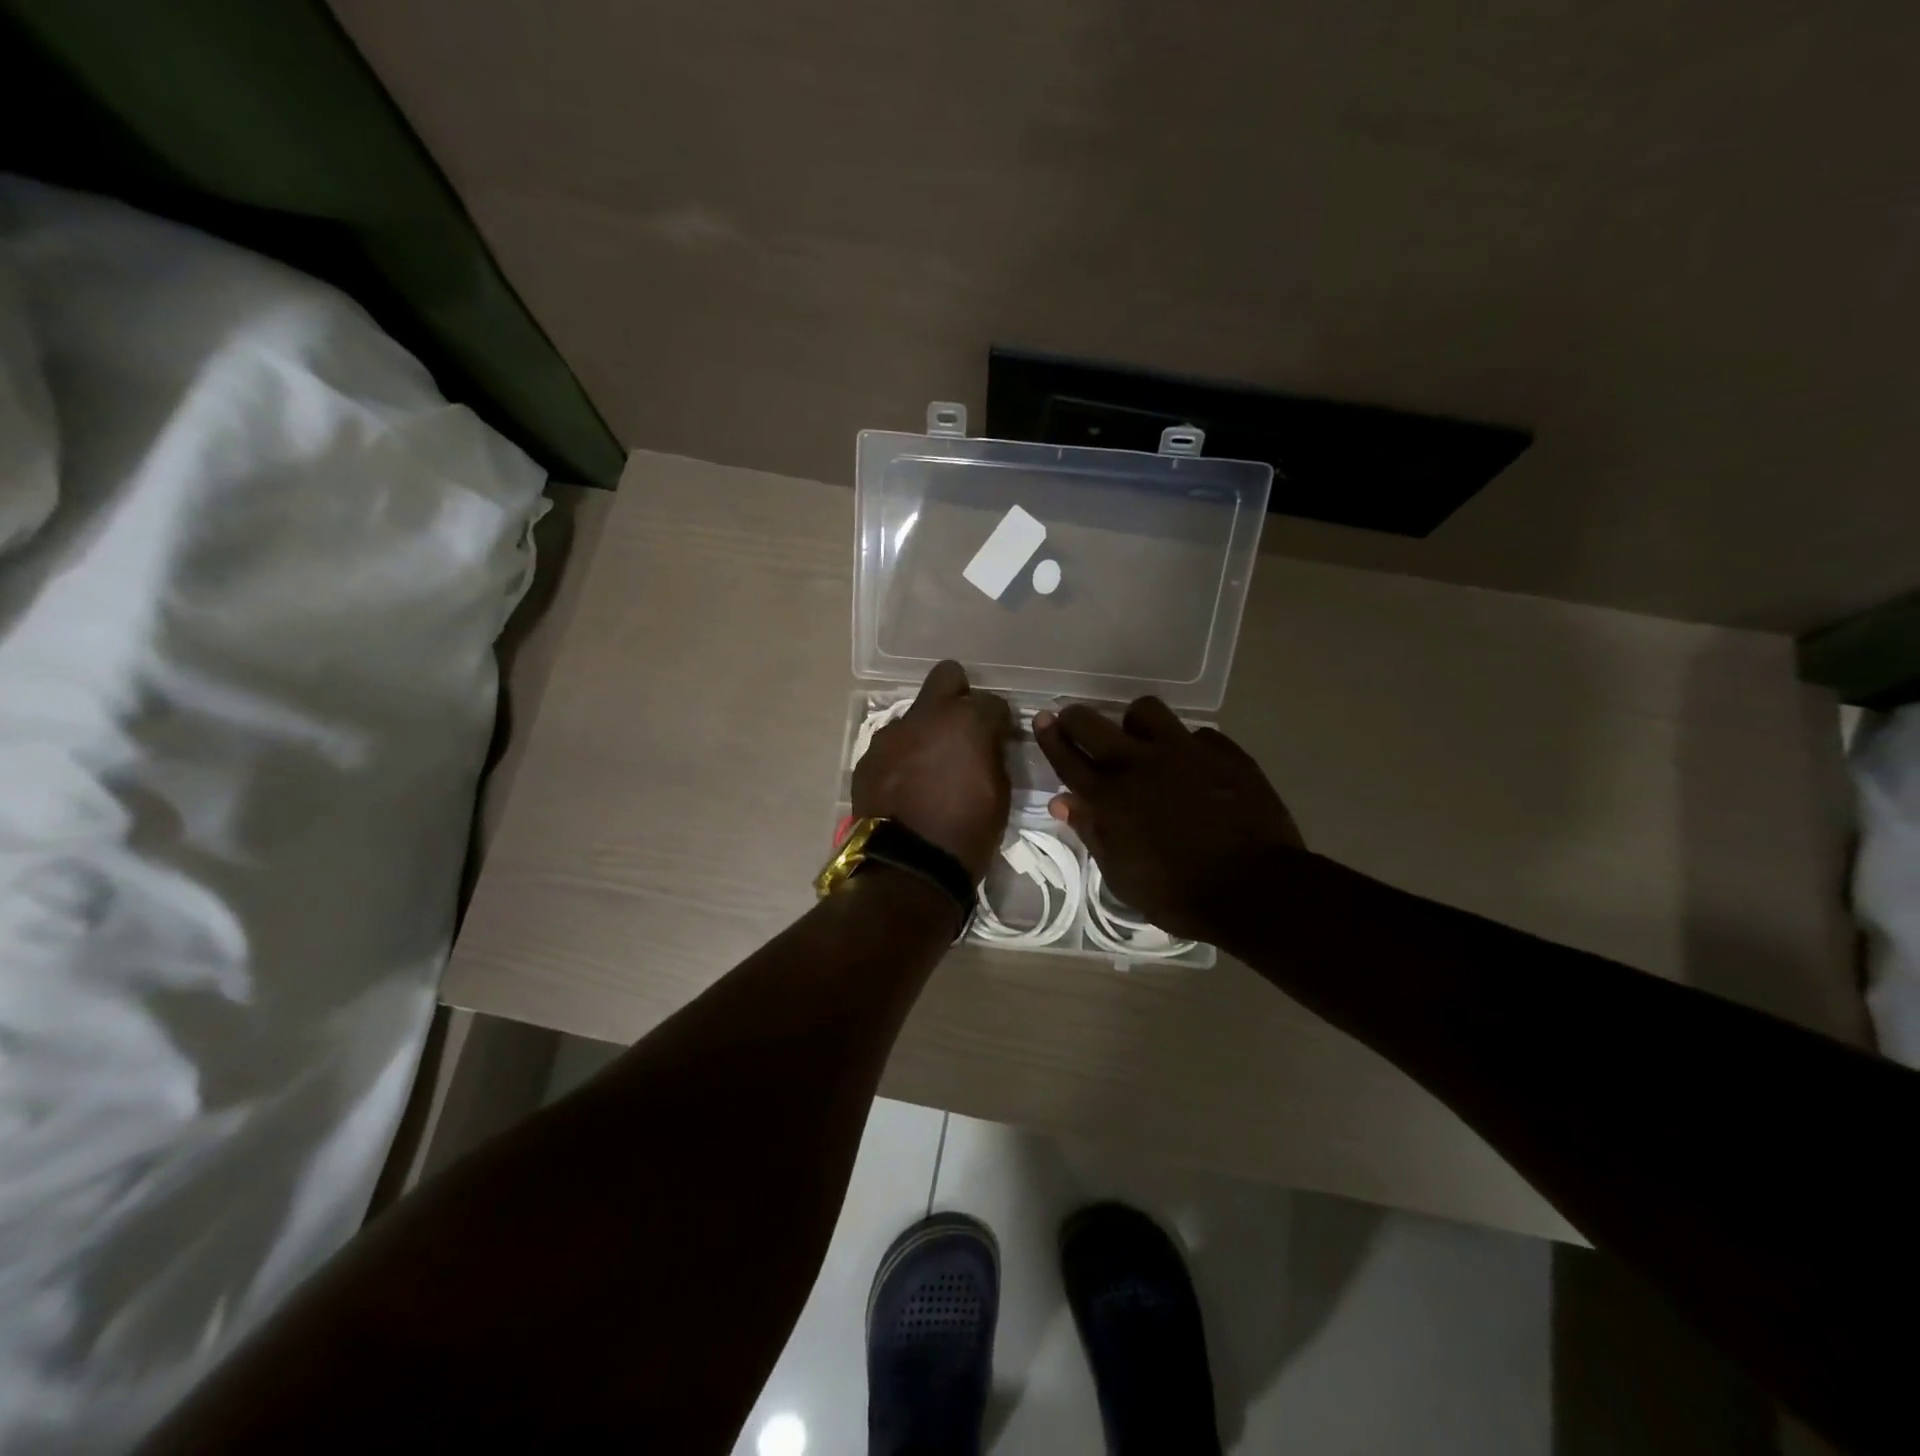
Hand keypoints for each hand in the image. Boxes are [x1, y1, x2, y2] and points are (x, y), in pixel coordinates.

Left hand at [853, 661, 1012, 882]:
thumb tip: (988, 744)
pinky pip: (892, 745)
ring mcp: (892, 734)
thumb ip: (994, 756)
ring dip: (926, 731)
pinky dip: (902, 756)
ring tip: (929, 766)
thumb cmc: (967, 834)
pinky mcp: (868, 757)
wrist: (908, 868)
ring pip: (915, 715)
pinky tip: (906, 784)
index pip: (992, 702)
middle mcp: (927, 716)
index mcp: (967, 722)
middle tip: (963, 727)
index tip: (1000, 738)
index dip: (999, 721)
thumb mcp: (1000, 794)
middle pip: (946, 676)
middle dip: (959, 694)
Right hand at [1033, 698, 1304, 942]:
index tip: (1043, 719)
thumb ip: (1092, 832)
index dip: (1051, 736)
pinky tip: (1194, 767)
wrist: (1257, 889)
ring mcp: (1184, 752)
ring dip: (1135, 723)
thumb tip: (1062, 801)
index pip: (1068, 757)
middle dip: (1076, 718)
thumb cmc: (1180, 894)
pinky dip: (1187, 747)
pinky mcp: (1224, 752)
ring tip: (1142, 741)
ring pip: (1146, 711)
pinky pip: (1196, 734)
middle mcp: (1140, 764)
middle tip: (1075, 722)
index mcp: (1110, 798)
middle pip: (1093, 723)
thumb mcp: (1122, 876)